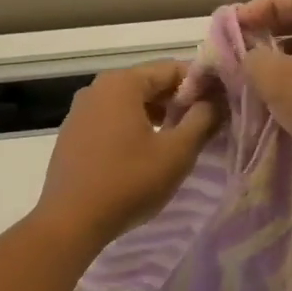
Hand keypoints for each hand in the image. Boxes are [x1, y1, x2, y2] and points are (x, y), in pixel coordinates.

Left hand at [35, 61, 222, 246]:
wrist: (70, 221)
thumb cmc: (129, 182)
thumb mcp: (176, 152)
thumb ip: (202, 120)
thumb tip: (215, 101)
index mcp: (122, 83)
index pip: (172, 69)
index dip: (201, 85)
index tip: (221, 105)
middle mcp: (97, 88)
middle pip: (149, 84)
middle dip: (179, 102)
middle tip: (206, 125)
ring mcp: (80, 111)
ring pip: (130, 104)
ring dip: (158, 116)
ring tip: (180, 141)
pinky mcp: (73, 135)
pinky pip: (112, 121)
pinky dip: (134, 128)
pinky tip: (146, 155)